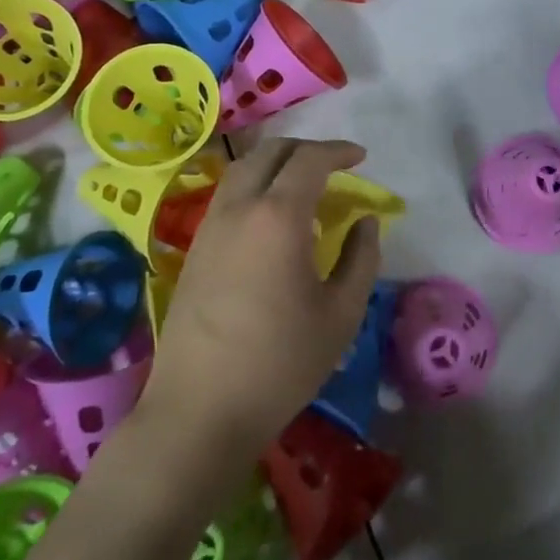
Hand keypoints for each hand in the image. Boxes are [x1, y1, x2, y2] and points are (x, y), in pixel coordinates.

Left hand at [139, 139, 382, 470]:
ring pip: (242, 170)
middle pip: (269, 152)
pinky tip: (272, 219)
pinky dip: (255, 186)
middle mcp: (238, 209)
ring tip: (303, 185)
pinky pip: (227, 196)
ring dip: (275, 164)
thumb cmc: (281, 363)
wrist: (199, 411)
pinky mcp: (194, 250)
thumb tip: (366, 223)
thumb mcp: (341, 314)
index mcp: (278, 217)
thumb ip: (361, 259)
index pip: (309, 160)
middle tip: (334, 165)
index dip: (338, 151)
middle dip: (305, 149)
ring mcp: (209, 228)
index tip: (361, 157)